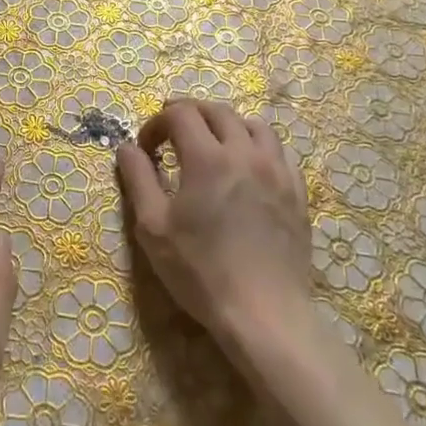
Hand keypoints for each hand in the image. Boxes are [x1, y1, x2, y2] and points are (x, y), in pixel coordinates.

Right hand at [117, 100, 312, 363]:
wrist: (265, 314)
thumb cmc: (201, 272)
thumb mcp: (153, 228)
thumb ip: (138, 179)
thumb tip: (127, 148)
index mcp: (207, 158)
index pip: (181, 114)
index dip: (157, 122)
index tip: (147, 147)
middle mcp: (245, 153)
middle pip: (217, 111)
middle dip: (190, 114)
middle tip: (172, 132)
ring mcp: (277, 170)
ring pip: (254, 125)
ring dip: (227, 125)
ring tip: (213, 144)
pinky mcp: (298, 192)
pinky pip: (279, 151)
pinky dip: (257, 147)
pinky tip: (248, 168)